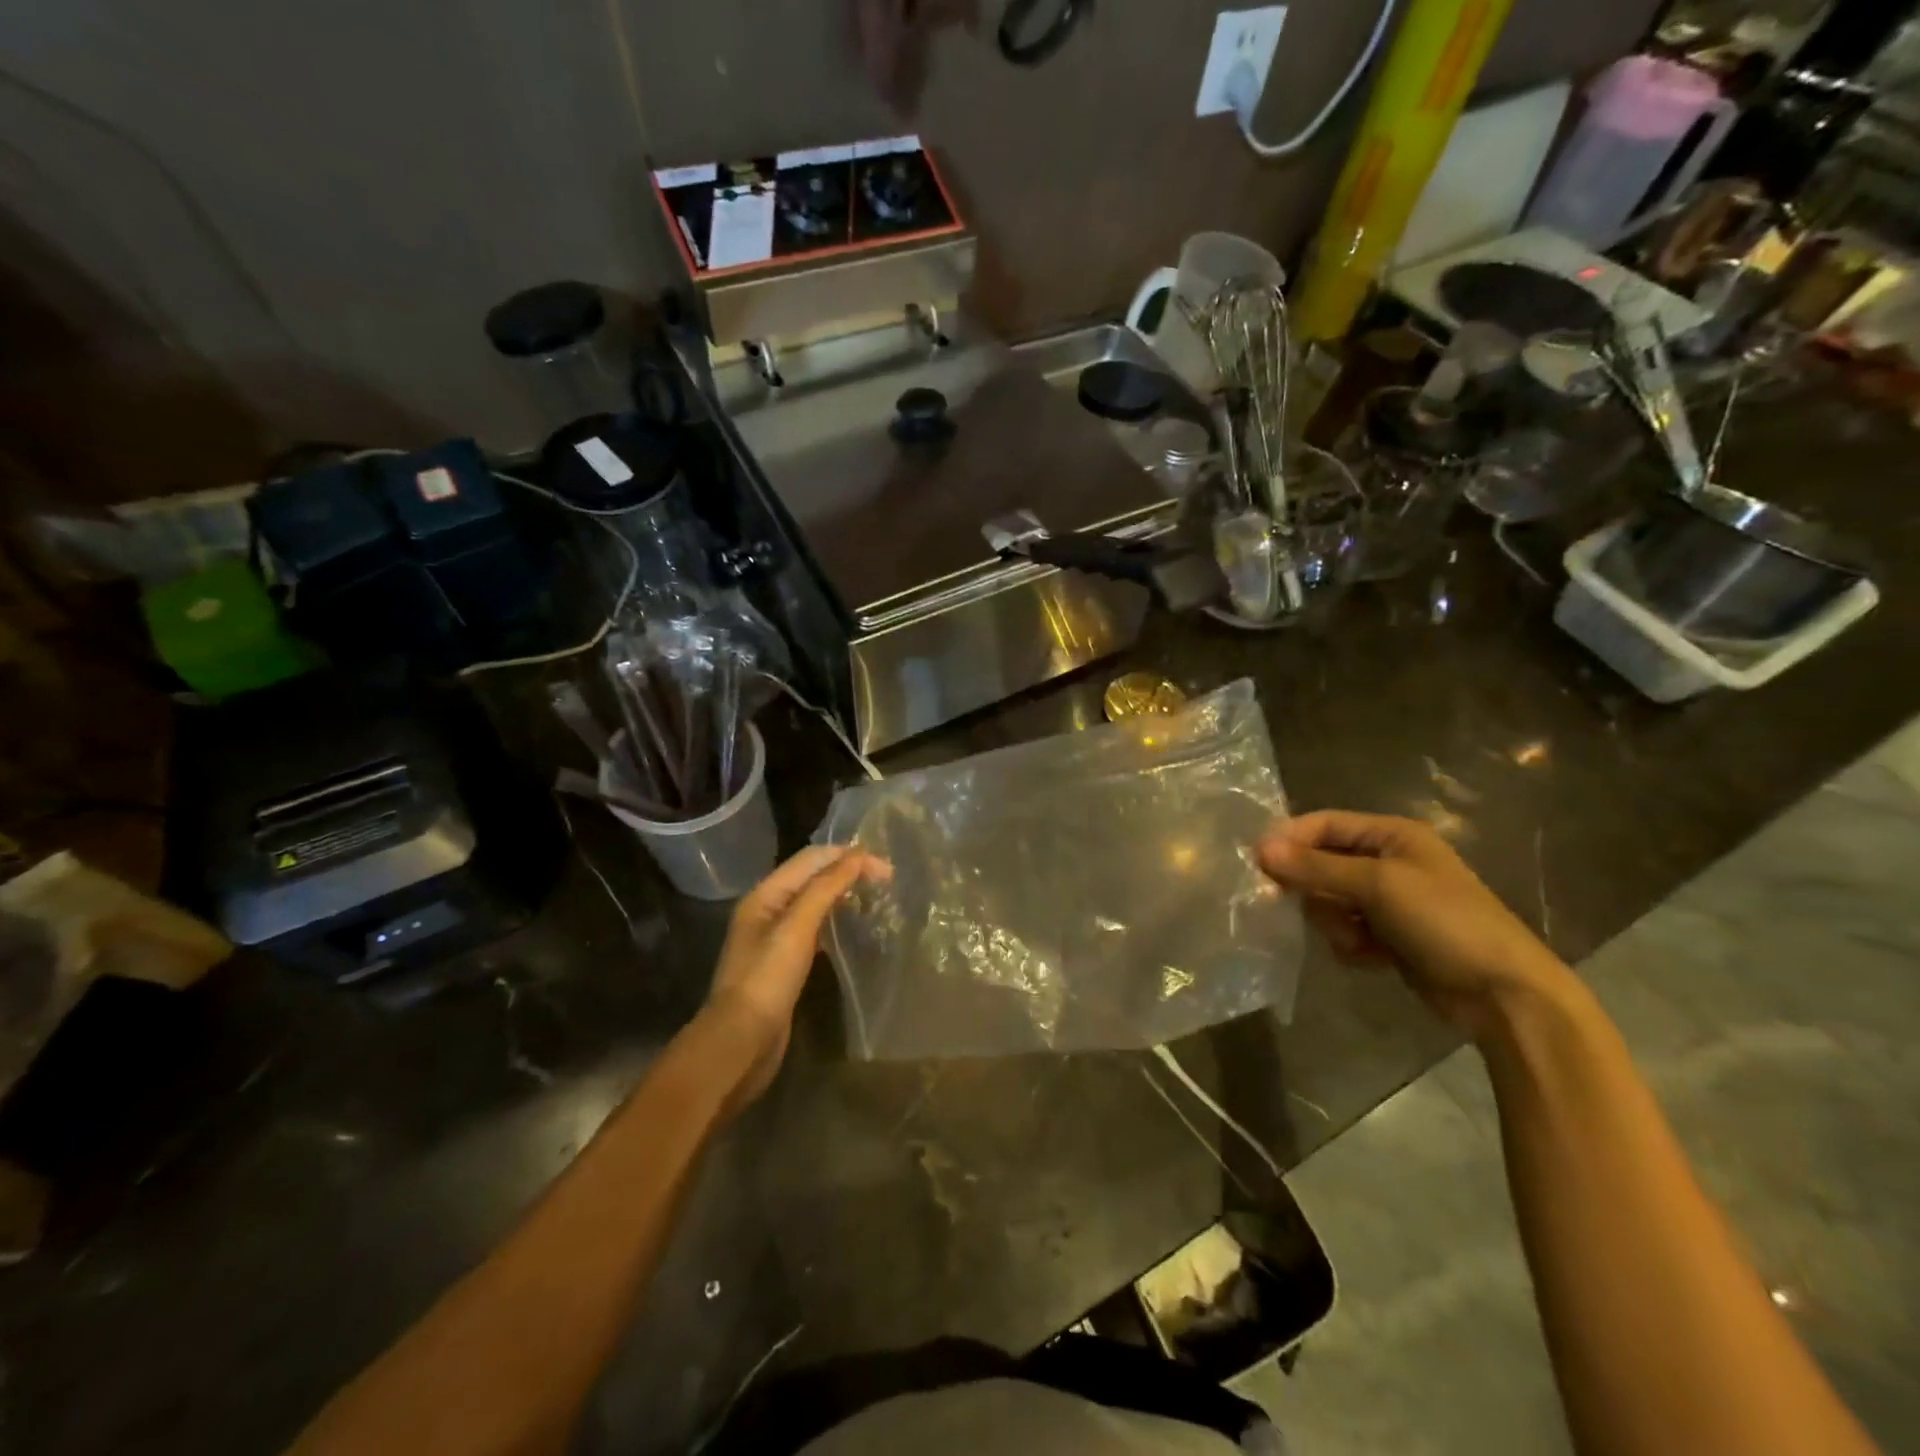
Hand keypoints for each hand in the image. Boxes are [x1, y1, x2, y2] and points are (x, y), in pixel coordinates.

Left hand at [702, 845, 888, 1107]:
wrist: (741, 1042)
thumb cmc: (767, 979)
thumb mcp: (796, 927)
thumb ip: (825, 888)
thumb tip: (857, 855)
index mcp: (765, 894)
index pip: (811, 859)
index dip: (847, 856)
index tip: (886, 868)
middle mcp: (768, 910)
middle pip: (812, 878)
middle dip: (847, 872)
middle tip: (887, 881)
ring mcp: (775, 938)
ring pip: (815, 904)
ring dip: (843, 896)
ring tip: (876, 900)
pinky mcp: (785, 964)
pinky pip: (814, 930)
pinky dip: (836, 923)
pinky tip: (854, 931)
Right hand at [1258, 810, 1568, 1039]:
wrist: (1502, 993)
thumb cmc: (1444, 921)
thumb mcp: (1378, 885)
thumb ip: (1317, 866)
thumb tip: (1260, 849)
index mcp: (1392, 835)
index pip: (1324, 824)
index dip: (1289, 840)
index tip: (1257, 864)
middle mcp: (1387, 862)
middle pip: (1321, 863)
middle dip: (1314, 888)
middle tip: (1312, 908)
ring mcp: (1388, 901)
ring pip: (1328, 900)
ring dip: (1334, 922)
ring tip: (1356, 939)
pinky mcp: (1388, 936)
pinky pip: (1344, 930)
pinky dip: (1349, 943)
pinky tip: (1370, 957)